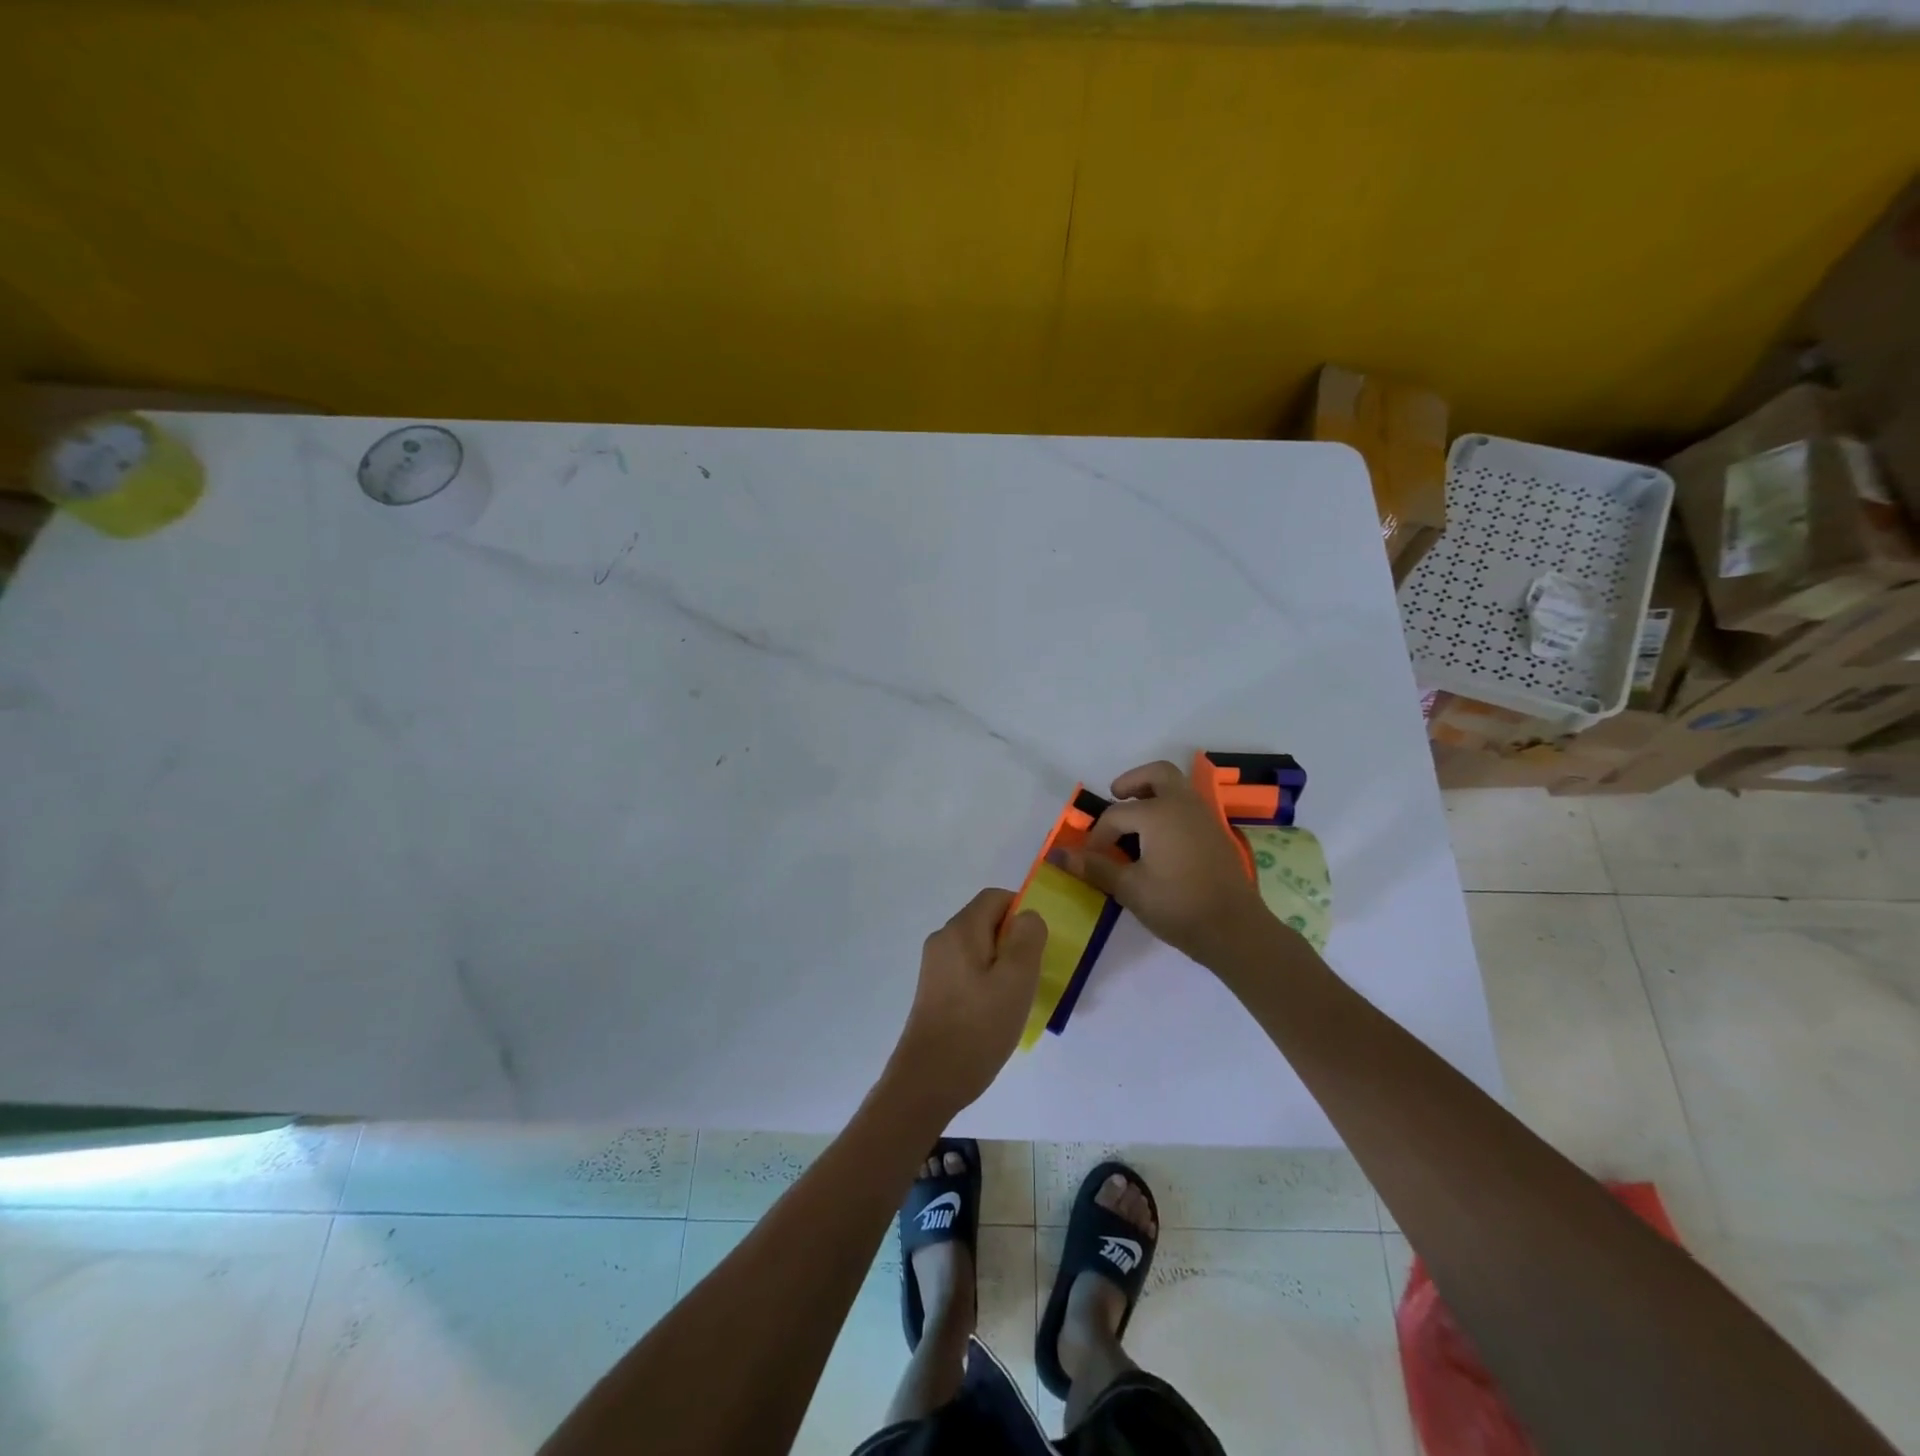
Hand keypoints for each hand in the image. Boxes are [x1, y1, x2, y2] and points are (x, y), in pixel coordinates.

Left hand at [889, 889, 1046, 1115]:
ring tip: (1016, 998)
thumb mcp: (1016, 979)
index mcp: (960, 930)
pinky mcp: (934, 991)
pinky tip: (995, 1013)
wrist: (928, 1080)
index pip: (995, 898)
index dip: (1022, 911)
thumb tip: (1027, 916)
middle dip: (1014, 941)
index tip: (1039, 946)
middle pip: (986, 921)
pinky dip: (987, 981)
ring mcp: (935, 966)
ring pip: (978, 948)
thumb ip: (1027, 938)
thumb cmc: (978, 1027)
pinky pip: (968, 970)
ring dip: (1002, 964)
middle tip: (1031, 976)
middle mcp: (942, 940)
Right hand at [1048, 759, 1272, 968]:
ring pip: (1177, 787)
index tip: (1090, 858)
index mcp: (1158, 813)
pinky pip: (1188, 805)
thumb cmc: (1177, 905)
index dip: (1098, 835)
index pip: (1116, 814)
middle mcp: (1182, 805)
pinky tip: (1158, 840)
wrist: (1234, 929)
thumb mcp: (1129, 888)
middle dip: (1133, 781)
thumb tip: (1058, 855)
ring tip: (1134, 821)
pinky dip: (1170, 808)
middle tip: (1116, 797)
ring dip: (1153, 793)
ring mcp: (1204, 816)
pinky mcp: (1216, 833)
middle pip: (1157, 774)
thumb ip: (1095, 867)